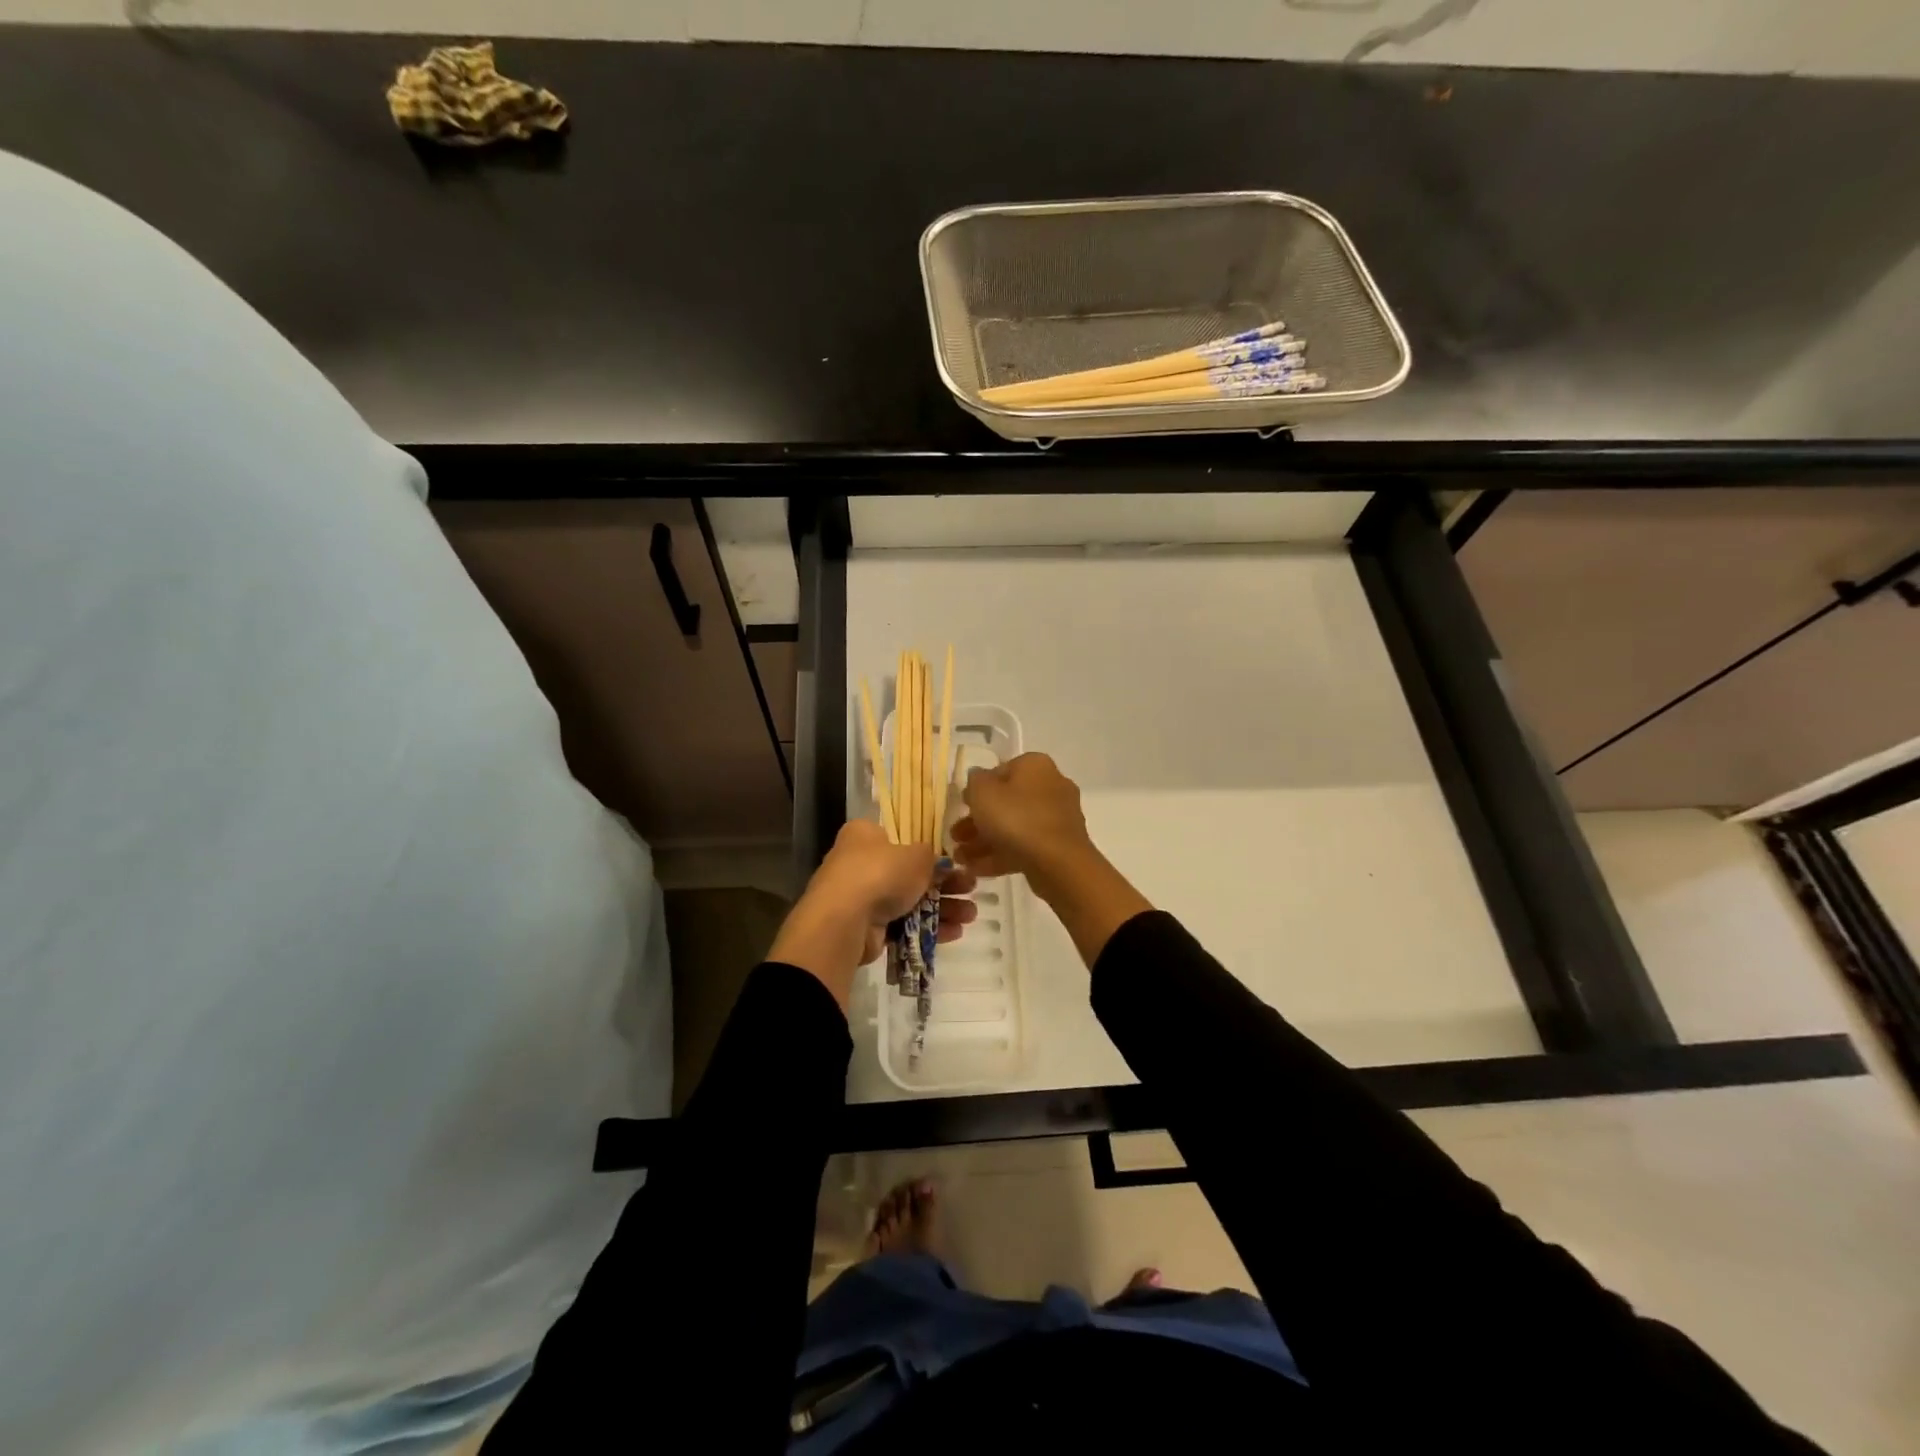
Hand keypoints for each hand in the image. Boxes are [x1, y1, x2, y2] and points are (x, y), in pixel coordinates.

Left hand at [769, 820, 977, 1007]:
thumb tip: (938, 863)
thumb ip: (932, 857)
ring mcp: (861, 897)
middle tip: (971, 889)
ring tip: (971, 916)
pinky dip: (927, 927)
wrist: (844, 920)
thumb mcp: (917, 856)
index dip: (931, 850)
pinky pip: (903, 925)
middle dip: (945, 884)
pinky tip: (955, 933)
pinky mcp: (866, 927)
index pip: (902, 838)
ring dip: (943, 908)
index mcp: (865, 835)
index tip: (956, 862)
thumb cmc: (880, 873)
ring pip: (910, 901)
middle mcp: (860, 862)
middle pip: (910, 872)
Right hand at [951, 753, 1096, 889]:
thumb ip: (974, 781)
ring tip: (960, 858)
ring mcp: (1057, 818)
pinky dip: (1001, 855)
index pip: (1001, 770)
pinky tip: (976, 870)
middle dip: (977, 821)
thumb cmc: (1016, 818)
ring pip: (1013, 827)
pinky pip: (1024, 846)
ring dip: (984, 841)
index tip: (962, 806)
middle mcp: (1051, 786)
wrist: (1057, 862)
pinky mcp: (1058, 846)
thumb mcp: (982, 792)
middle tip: (955, 836)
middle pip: (1006, 802)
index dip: (978, 788)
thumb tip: (977, 779)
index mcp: (1035, 766)